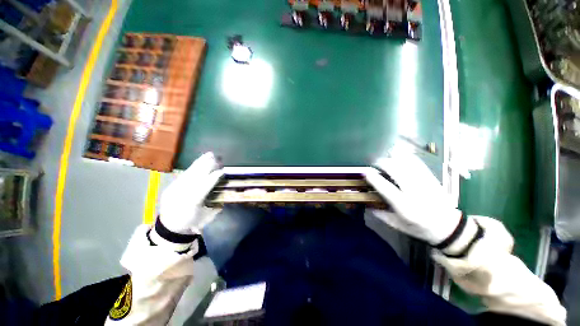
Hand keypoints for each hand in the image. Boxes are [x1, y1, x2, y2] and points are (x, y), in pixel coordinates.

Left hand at [159, 152, 222, 234]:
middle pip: (196, 176)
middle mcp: (182, 193)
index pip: (204, 187)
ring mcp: (175, 188)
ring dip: (201, 162)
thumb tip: (224, 195)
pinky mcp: (172, 185)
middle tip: (217, 158)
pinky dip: (194, 166)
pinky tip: (200, 160)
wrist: (170, 226)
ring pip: (190, 173)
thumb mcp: (206, 216)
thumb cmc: (191, 222)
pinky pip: (185, 174)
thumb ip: (216, 206)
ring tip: (209, 154)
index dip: (213, 178)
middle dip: (207, 166)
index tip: (222, 171)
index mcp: (192, 202)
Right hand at [365, 154, 462, 245]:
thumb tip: (365, 203)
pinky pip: (416, 162)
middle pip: (396, 170)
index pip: (386, 188)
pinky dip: (405, 156)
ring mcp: (425, 183)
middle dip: (382, 163)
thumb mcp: (397, 225)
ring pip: (407, 162)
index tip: (366, 173)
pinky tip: (398, 155)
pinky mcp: (431, 178)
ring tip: (385, 159)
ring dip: (393, 157)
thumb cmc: (420, 228)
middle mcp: (415, 192)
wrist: (450, 227)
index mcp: (405, 207)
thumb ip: (380, 214)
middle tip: (374, 164)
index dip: (374, 178)